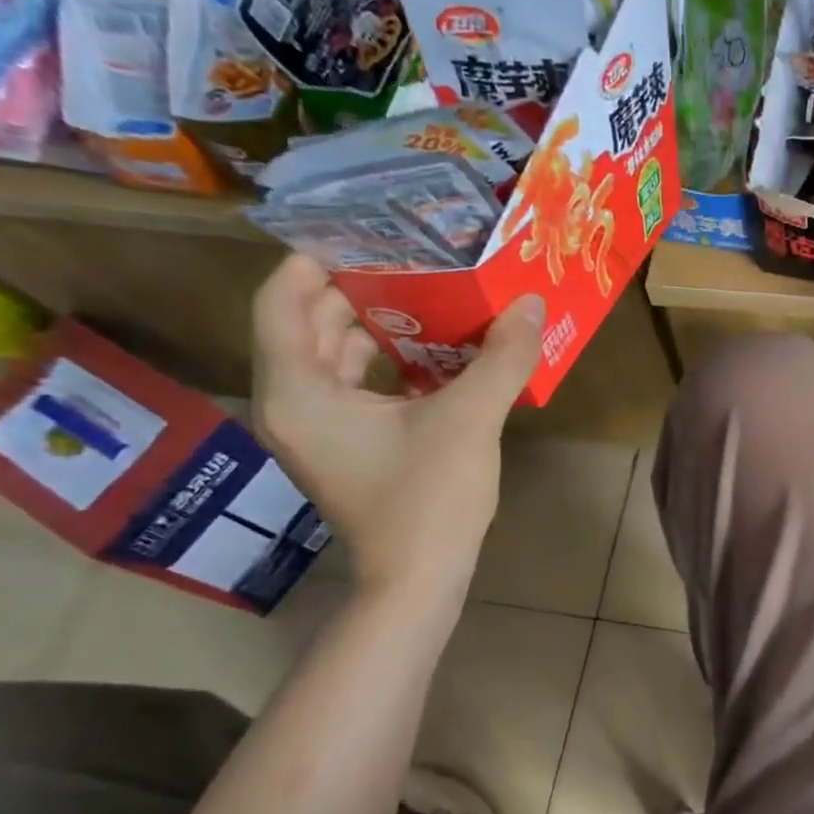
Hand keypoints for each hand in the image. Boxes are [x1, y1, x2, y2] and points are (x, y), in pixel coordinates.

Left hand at [251, 255, 544, 609]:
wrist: (419, 581)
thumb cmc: (428, 500)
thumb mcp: (469, 421)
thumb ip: (501, 357)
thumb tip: (530, 302)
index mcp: (300, 391)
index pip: (283, 300)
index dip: (318, 259)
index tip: (370, 233)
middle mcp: (293, 403)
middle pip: (308, 323)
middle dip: (357, 288)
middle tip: (411, 258)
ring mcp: (317, 428)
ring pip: (332, 355)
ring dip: (375, 324)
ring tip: (429, 296)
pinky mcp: (344, 446)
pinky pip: (353, 384)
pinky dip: (385, 361)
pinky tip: (435, 353)